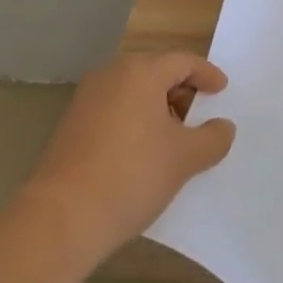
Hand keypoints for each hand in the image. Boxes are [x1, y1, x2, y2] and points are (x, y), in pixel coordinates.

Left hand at [20, 52, 235, 265]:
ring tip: (172, 139)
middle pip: (155, 72)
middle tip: (199, 115)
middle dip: (180, 91)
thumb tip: (223, 127)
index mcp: (140, 71)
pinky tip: (141, 152)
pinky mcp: (70, 124)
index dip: (206, 75)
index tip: (222, 90)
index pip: (183, 62)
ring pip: (132, 92)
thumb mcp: (184, 159)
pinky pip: (113, 110)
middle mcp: (111, 74)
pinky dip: (133, 121)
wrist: (59, 220)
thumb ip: (212, 138)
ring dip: (156, 108)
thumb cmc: (130, 176)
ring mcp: (86, 99)